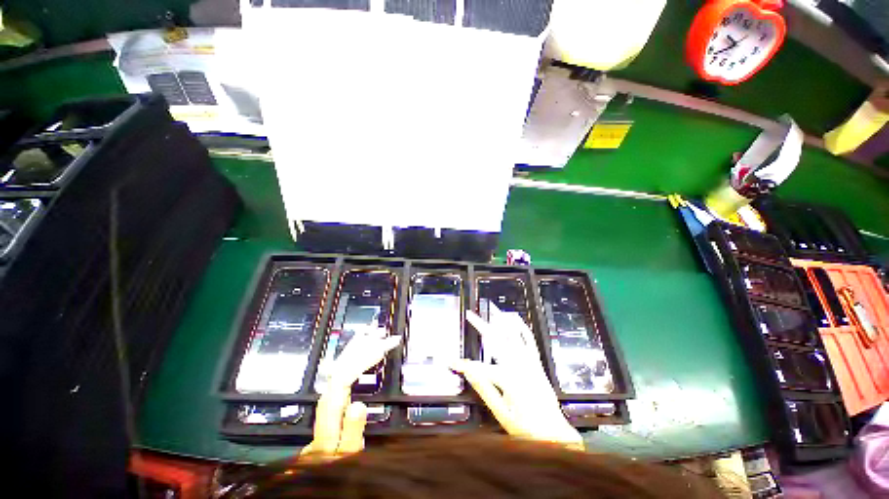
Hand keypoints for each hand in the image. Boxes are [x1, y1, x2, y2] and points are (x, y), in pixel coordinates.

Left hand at [300, 332, 400, 460]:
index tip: (385, 346)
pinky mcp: (335, 388)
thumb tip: (359, 404)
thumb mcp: (346, 451)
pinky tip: (361, 345)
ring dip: (360, 343)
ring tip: (374, 331)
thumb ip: (351, 430)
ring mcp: (331, 388)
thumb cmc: (335, 456)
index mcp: (332, 403)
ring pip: (344, 360)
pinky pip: (345, 364)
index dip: (367, 355)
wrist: (320, 460)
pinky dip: (355, 351)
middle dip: (366, 344)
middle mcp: (329, 391)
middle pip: (346, 361)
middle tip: (384, 334)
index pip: (349, 370)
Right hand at [451, 306, 583, 450]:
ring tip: (493, 309)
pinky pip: (529, 340)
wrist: (553, 433)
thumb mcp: (501, 413)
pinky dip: (522, 328)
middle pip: (496, 340)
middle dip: (480, 325)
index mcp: (508, 377)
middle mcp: (519, 364)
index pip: (479, 367)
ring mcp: (529, 361)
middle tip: (470, 314)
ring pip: (513, 334)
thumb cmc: (527, 427)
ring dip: (502, 320)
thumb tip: (469, 373)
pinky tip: (516, 320)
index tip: (451, 362)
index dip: (463, 364)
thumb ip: (484, 389)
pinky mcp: (536, 362)